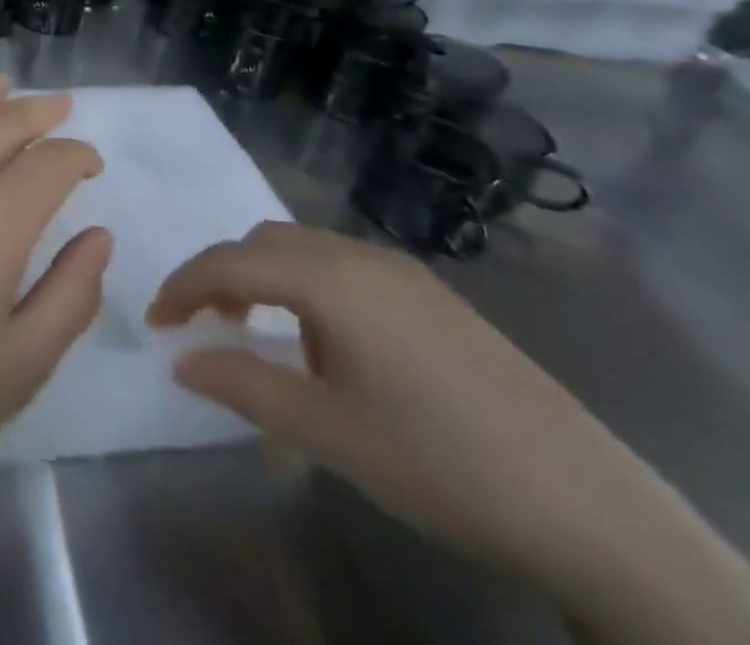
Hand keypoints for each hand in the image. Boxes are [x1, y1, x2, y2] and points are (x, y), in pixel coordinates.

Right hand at [149, 223, 749, 644]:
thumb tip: (181, 360)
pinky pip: (341, 264)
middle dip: (220, 273)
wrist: (593, 507)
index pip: (230, 261)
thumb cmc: (440, 463)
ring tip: (252, 326)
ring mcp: (402, 270)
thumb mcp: (327, 432)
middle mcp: (360, 254)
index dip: (184, 286)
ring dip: (263, 274)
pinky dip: (304, 282)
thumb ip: (243, 385)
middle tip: (201, 323)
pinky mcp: (432, 294)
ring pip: (303, 247)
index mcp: (329, 278)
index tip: (156, 319)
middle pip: (264, 241)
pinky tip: (321, 337)